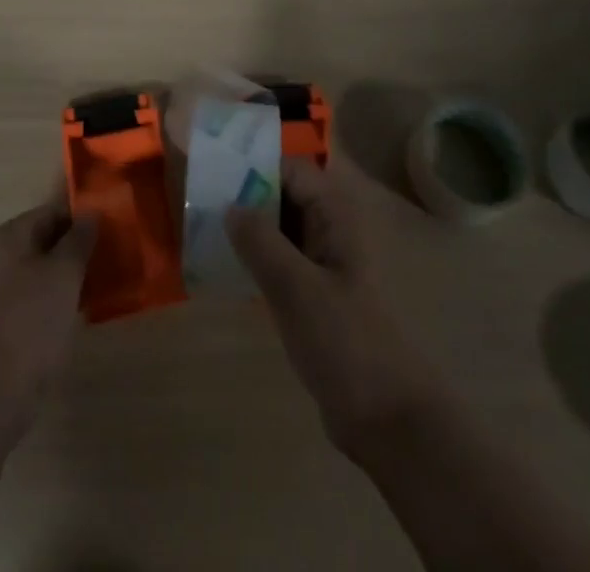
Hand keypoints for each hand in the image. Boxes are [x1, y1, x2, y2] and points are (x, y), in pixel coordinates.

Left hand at [0, 190, 98, 431]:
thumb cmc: (30, 320)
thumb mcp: (64, 272)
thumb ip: (79, 239)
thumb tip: (91, 213)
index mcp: (10, 236)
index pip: (53, 211)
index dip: (84, 215)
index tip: (115, 224)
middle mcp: (2, 258)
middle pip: (49, 240)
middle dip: (81, 247)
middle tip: (117, 253)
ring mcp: (2, 293)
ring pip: (47, 272)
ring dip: (74, 275)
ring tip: (109, 280)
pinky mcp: (7, 325)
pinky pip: (41, 300)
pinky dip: (62, 300)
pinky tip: (87, 310)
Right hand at [228, 159, 442, 458]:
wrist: (390, 421)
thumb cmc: (346, 342)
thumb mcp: (295, 288)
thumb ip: (260, 240)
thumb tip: (229, 205)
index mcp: (337, 215)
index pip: (290, 170)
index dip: (252, 169)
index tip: (212, 178)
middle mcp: (333, 229)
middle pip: (285, 195)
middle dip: (246, 198)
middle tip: (199, 206)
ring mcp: (328, 262)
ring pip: (282, 229)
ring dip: (250, 230)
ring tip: (204, 233)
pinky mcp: (319, 294)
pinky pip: (284, 261)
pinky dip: (259, 259)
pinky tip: (227, 269)